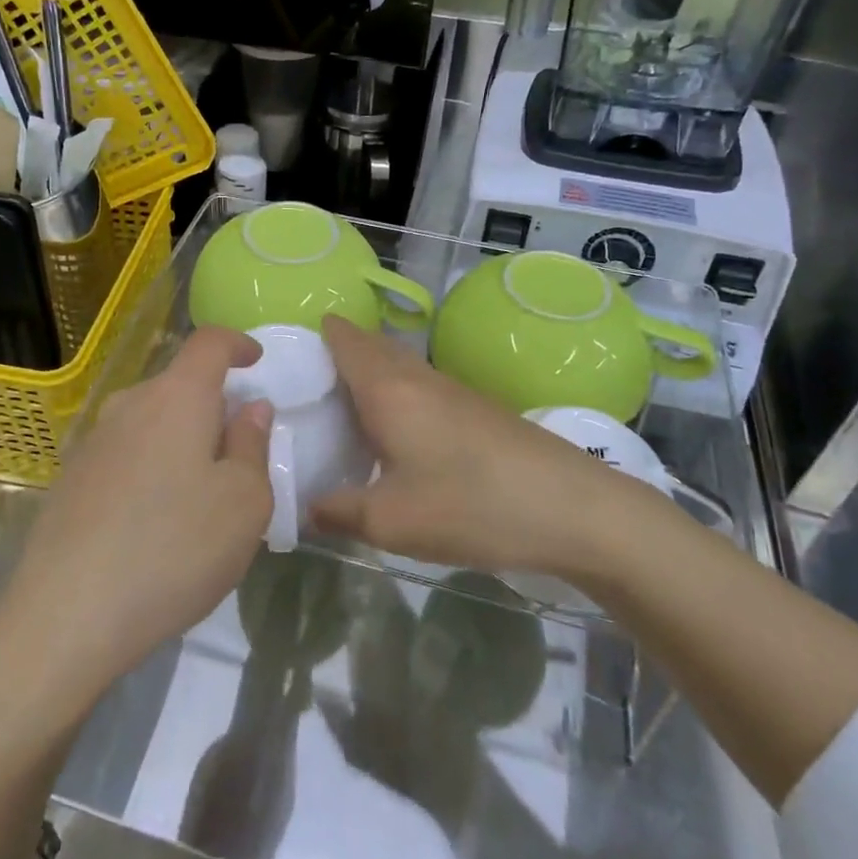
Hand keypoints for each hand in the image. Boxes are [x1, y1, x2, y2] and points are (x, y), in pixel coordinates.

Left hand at [2, 327, 273, 696]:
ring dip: (181, 439)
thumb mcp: (244, 502)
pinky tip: (156, 520)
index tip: (256, 361)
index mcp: (177, 397)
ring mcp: (93, 442)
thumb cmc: (176, 548)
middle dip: (213, 404)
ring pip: (150, 420)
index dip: (237, 343)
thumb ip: (253, 445)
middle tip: (238, 451)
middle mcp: (130, 405)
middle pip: (179, 384)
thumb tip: (251, 408)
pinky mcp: (71, 479)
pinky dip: (152, 466)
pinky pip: (126, 453)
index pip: (209, 343)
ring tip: (200, 493)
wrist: (67, 615)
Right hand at [311, 316, 648, 575]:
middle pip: (369, 347)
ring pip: (397, 368)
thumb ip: (337, 512)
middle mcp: (417, 376)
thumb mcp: (390, 521)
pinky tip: (394, 439)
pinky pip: (419, 389)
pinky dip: (395, 399)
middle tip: (303, 393)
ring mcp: (452, 389)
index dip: (313, 337)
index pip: (343, 338)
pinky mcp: (477, 409)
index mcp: (387, 388)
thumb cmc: (470, 504)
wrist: (572, 508)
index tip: (285, 361)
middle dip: (336, 358)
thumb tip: (304, 509)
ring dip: (368, 379)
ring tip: (341, 417)